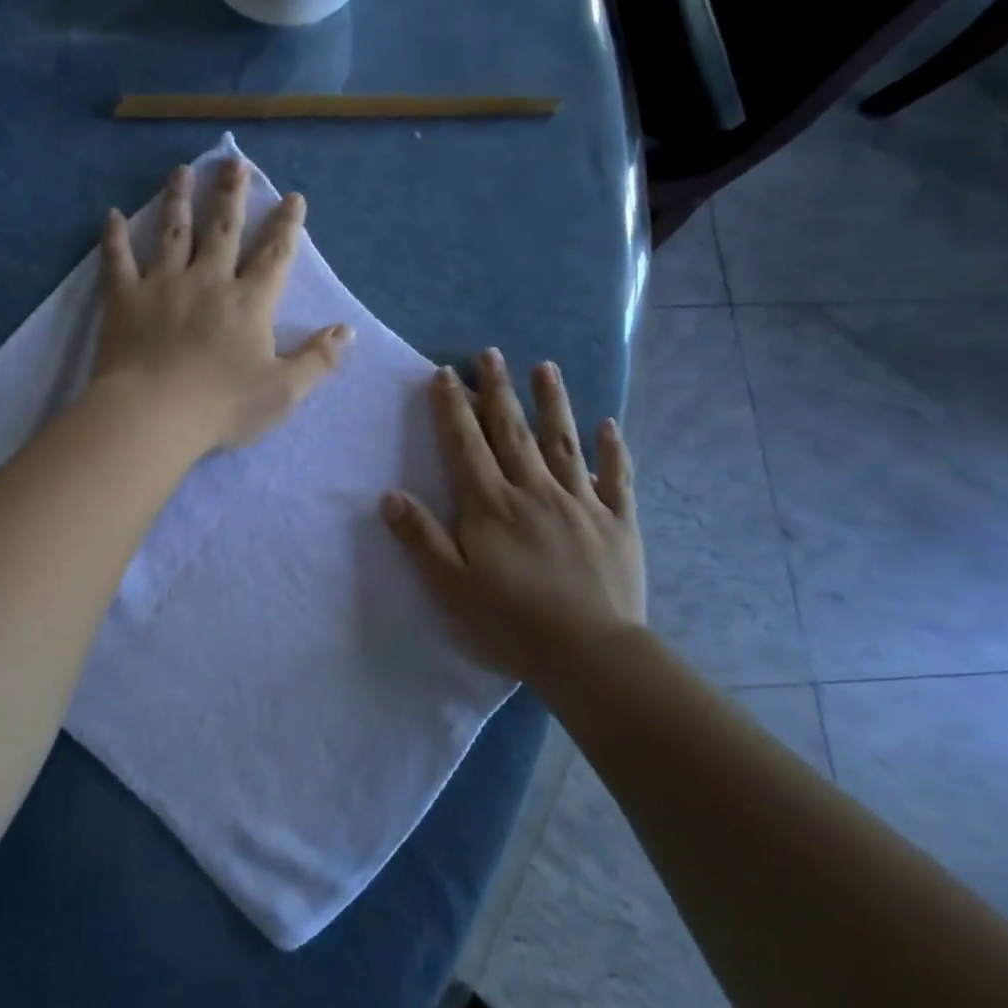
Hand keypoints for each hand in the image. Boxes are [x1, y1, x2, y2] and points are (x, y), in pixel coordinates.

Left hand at [93, 160, 350, 451]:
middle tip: (233, 163)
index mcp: (248, 302)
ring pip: (173, 231)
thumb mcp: (284, 391)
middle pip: (223, 229)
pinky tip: (112, 214)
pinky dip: (113, 237)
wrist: (154, 414)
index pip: (274, 256)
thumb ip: (318, 359)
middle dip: (231, 195)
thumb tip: (347, 330)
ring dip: (179, 199)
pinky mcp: (124, 297)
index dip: (286, 226)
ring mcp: (163, 284)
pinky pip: (117, 259)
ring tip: (182, 171)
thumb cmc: (223, 406)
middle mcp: (208, 280)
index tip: (292, 197)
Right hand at [382, 350, 645, 682]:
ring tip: (545, 368)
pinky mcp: (617, 522)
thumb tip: (390, 495)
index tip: (446, 373)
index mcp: (492, 506)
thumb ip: (421, 538)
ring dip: (553, 403)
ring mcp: (581, 503)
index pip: (466, 445)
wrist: (589, 653)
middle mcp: (534, 491)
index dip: (453, 408)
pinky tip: (608, 425)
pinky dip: (612, 450)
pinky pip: (615, 478)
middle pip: (512, 431)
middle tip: (490, 354)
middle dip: (497, 390)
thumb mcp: (451, 586)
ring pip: (563, 443)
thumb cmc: (510, 622)